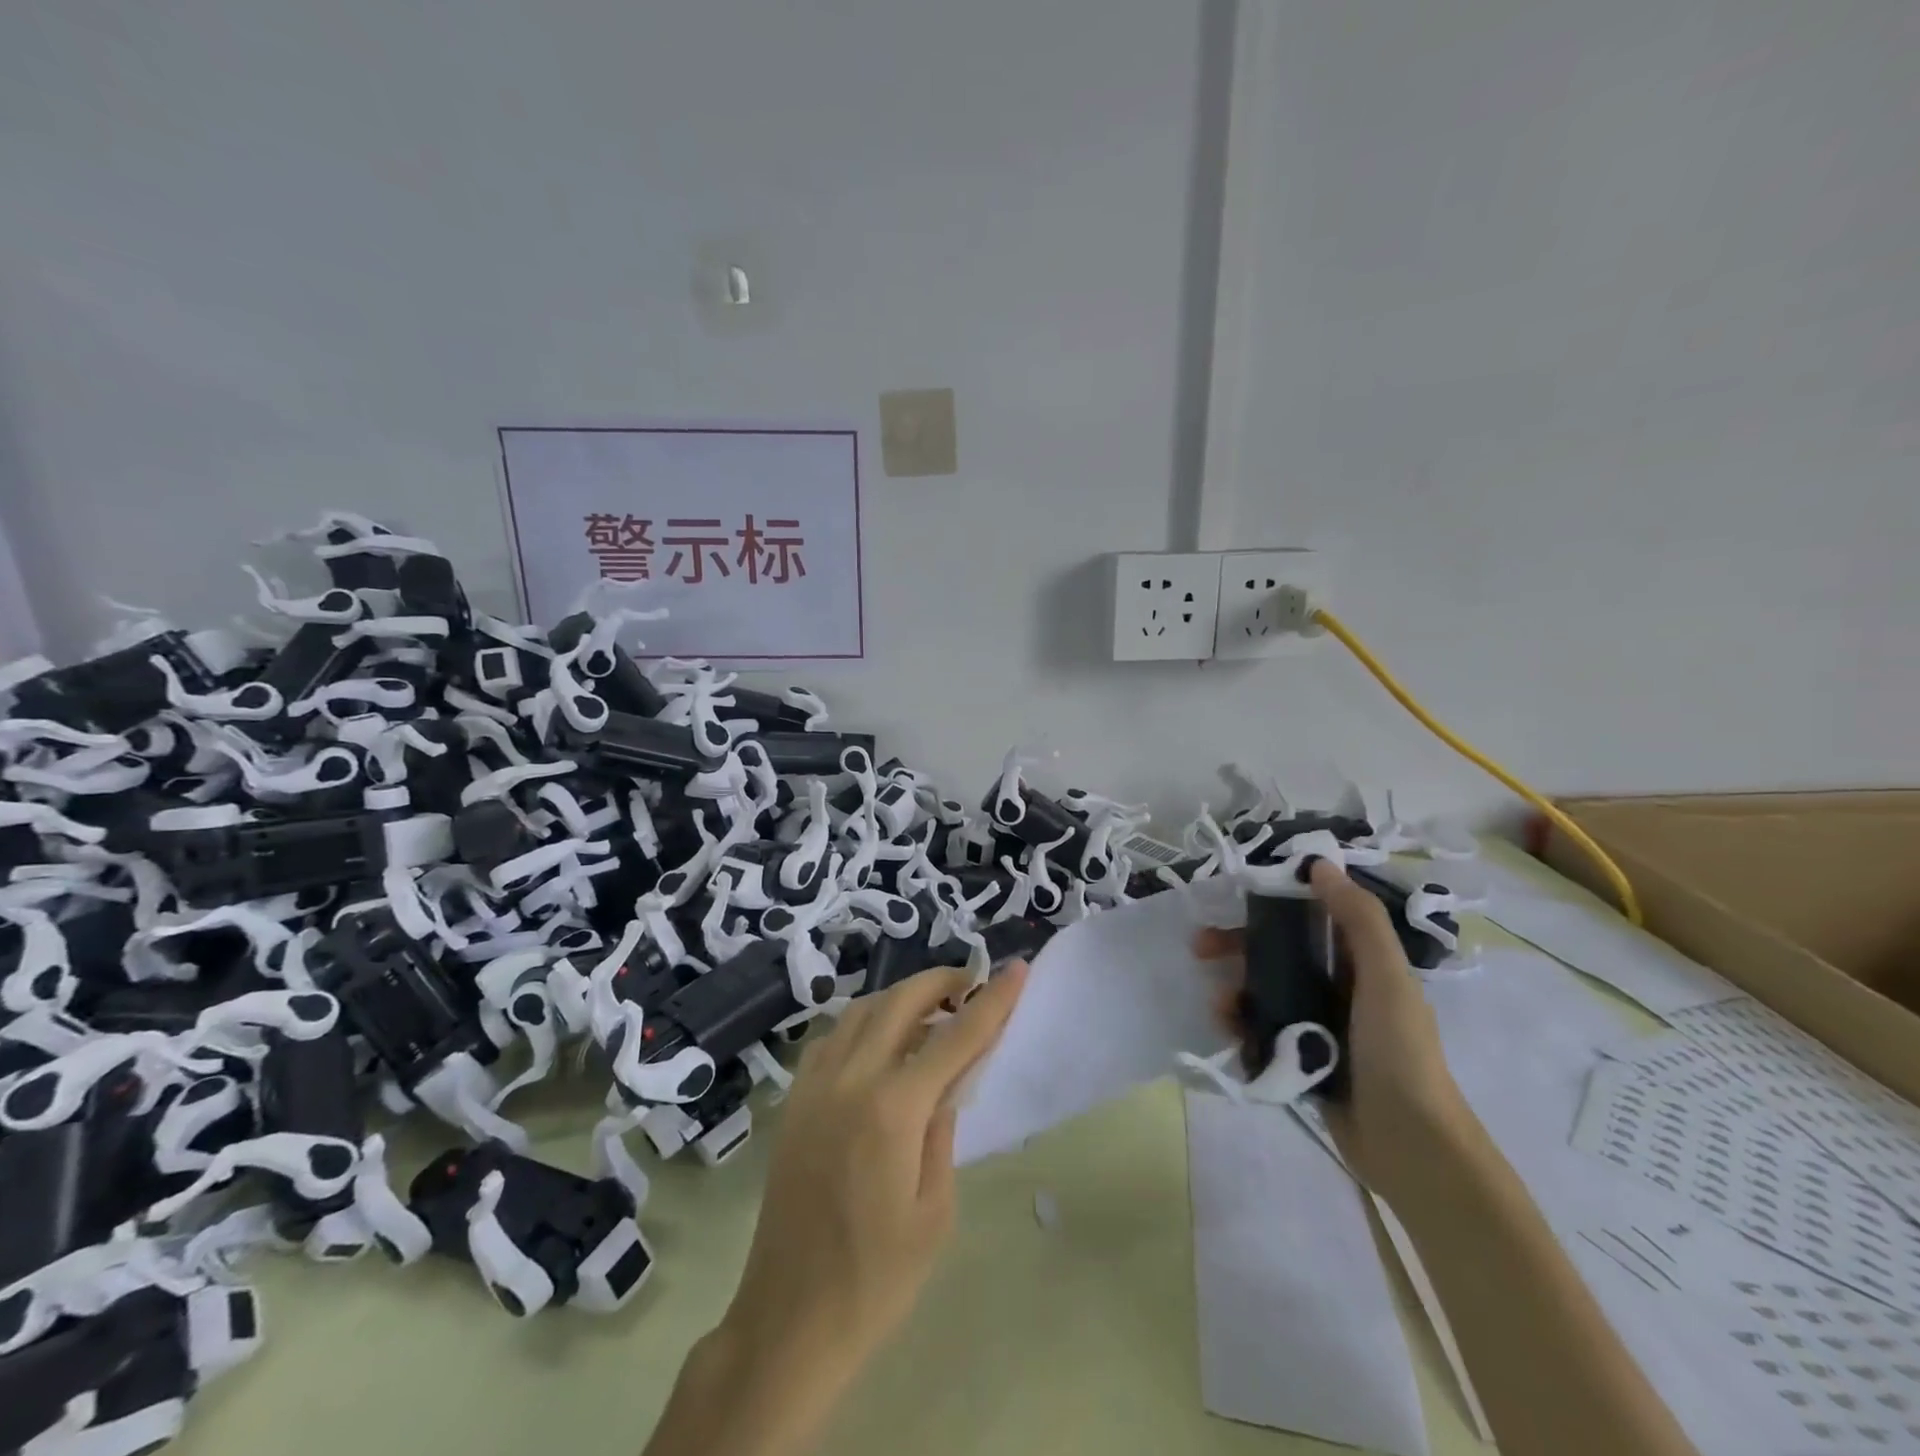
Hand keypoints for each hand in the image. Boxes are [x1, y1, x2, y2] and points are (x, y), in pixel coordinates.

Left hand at [722, 963, 1027, 1380]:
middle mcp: (850, 1080)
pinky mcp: (794, 1100)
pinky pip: (832, 1037)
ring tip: (931, 1010)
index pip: (955, 1037)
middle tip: (970, 984)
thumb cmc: (876, 1279)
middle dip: (940, 981)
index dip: (992, 1000)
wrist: (789, 1319)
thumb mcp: (934, 1211)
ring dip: (900, 996)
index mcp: (892, 1110)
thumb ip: (944, 1130)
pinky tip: (880, 1043)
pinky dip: (863, 1022)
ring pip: (861, 1010)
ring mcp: (814, 1086)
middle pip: (900, 1001)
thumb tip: (948, 1080)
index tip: (1017, 968)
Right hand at [1194, 860, 1467, 1196]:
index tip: (1236, 898)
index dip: (1274, 901)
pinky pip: (1262, 1030)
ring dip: (1235, 991)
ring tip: (1219, 1007)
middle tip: (1200, 947)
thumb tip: (1320, 864)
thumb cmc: (1399, 1051)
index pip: (1312, 916)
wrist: (1410, 1146)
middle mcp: (1339, 987)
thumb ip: (1358, 919)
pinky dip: (1242, 1027)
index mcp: (1362, 963)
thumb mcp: (1385, 977)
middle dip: (1238, 947)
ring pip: (1265, 992)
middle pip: (1279, 953)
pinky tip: (1228, 1033)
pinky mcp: (1303, 1058)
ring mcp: (1319, 1024)